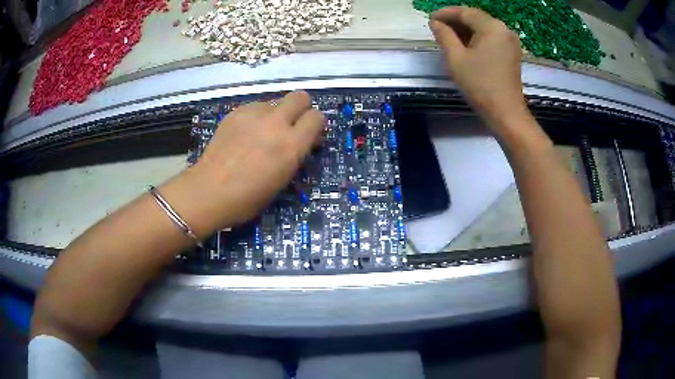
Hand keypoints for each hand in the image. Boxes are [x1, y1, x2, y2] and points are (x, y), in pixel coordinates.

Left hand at [192, 90, 324, 226]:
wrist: (208, 191)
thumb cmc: (247, 198)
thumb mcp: (282, 180)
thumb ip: (295, 155)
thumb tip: (301, 141)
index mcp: (291, 145)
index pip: (317, 117)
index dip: (315, 125)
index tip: (309, 135)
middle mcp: (275, 124)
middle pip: (300, 96)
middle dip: (301, 108)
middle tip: (291, 125)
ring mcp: (253, 114)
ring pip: (275, 102)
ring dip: (275, 114)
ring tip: (261, 133)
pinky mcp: (236, 112)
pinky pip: (255, 107)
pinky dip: (255, 117)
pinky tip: (244, 134)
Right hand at [429, 7, 528, 131]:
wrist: (506, 113)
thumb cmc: (480, 85)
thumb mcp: (456, 58)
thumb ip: (444, 35)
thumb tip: (435, 22)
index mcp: (492, 27)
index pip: (465, 12)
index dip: (446, 13)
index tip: (430, 18)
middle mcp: (504, 29)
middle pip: (476, 17)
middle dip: (456, 20)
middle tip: (437, 27)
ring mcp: (510, 41)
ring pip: (483, 27)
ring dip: (466, 29)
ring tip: (448, 36)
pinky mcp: (512, 52)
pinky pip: (491, 37)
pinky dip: (477, 38)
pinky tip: (465, 44)